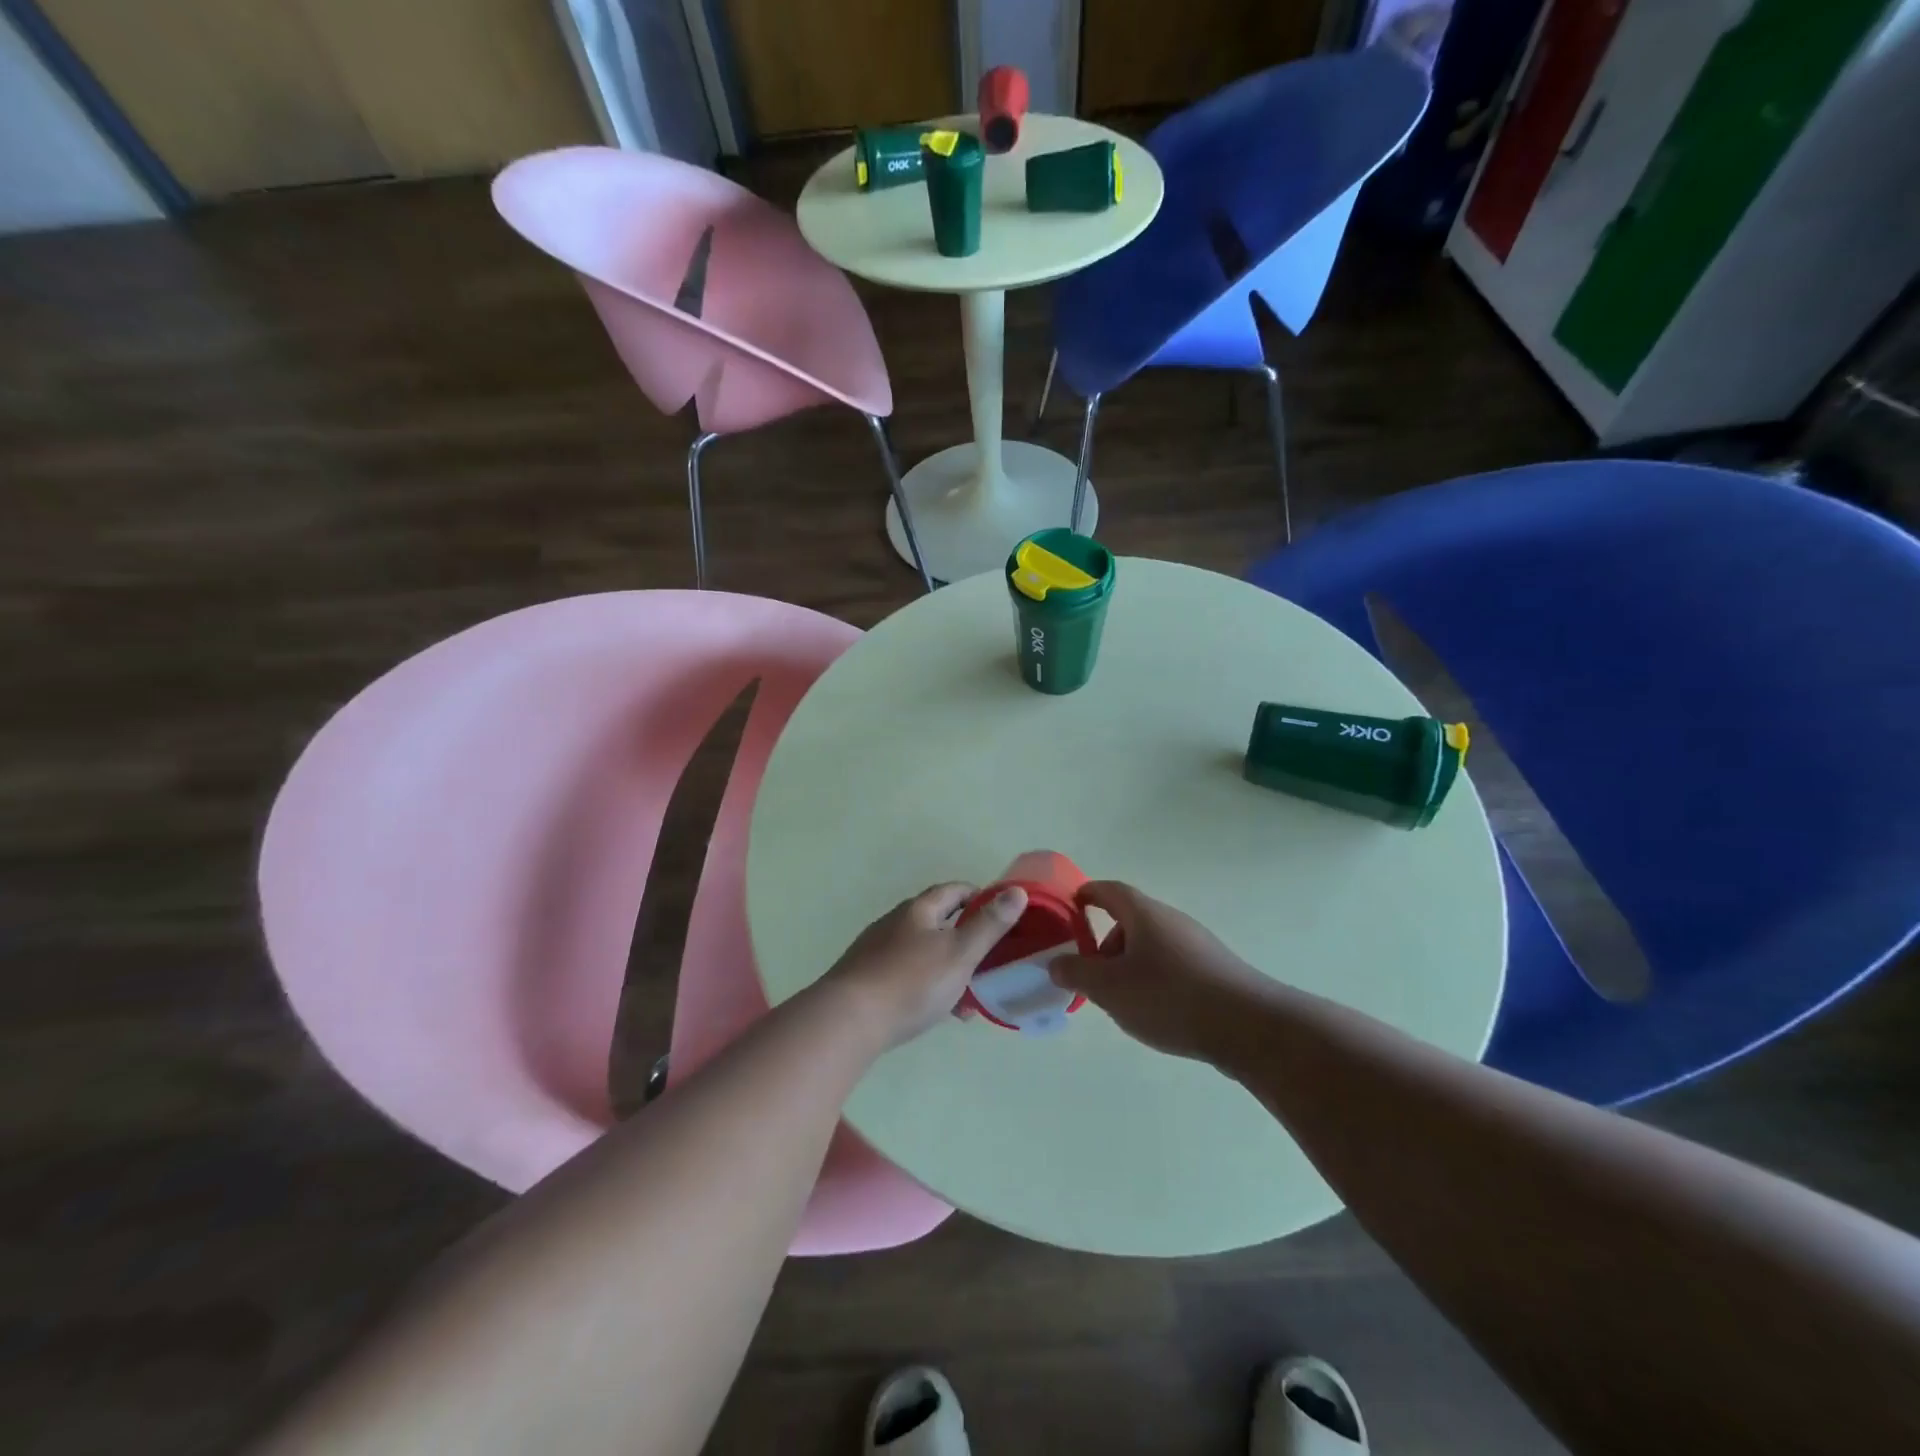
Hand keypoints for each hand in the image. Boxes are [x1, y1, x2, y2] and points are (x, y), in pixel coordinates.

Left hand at [824, 882, 1029, 1048]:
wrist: (847, 1020)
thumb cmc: (911, 982)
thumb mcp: (960, 953)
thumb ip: (989, 925)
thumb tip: (1016, 891)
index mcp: (919, 910)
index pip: (954, 890)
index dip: (979, 897)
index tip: (1001, 913)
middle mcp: (895, 922)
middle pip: (938, 921)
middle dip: (966, 938)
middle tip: (989, 960)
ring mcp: (877, 950)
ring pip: (923, 952)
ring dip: (948, 968)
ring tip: (969, 999)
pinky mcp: (866, 978)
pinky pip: (907, 975)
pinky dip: (927, 986)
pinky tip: (937, 1013)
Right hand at [1048, 881, 1274, 1062]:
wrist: (1248, 1026)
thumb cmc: (1169, 997)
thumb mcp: (1110, 988)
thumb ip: (1077, 973)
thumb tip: (1056, 963)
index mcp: (1144, 914)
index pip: (1110, 890)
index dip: (1088, 894)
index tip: (1071, 906)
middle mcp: (1172, 921)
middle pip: (1130, 920)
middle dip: (1106, 944)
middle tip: (1092, 974)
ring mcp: (1197, 944)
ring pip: (1152, 946)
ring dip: (1130, 965)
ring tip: (1122, 1001)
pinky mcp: (1214, 970)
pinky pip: (1172, 965)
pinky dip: (1154, 979)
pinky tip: (1156, 1013)